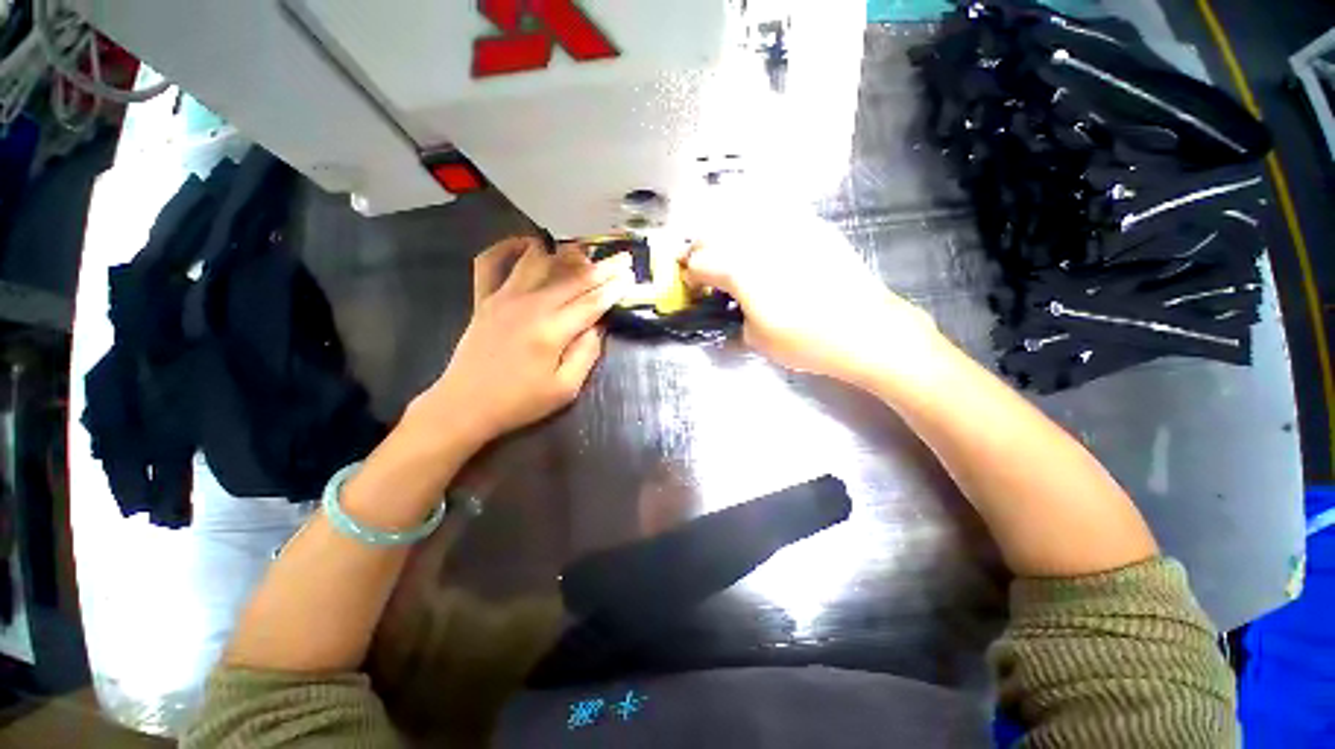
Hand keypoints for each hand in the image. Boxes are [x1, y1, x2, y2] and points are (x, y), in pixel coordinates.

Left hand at [417, 236, 633, 446]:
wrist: (466, 405)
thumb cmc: (520, 402)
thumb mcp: (565, 389)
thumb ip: (586, 354)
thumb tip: (597, 326)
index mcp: (553, 331)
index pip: (592, 301)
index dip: (614, 287)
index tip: (630, 274)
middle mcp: (530, 305)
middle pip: (572, 278)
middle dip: (602, 267)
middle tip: (622, 257)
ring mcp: (503, 298)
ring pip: (537, 261)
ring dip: (563, 253)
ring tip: (583, 250)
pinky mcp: (483, 299)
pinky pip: (490, 262)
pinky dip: (507, 247)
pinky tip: (527, 244)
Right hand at [681, 208, 941, 387]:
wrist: (866, 329)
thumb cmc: (806, 341)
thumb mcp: (756, 341)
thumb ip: (733, 320)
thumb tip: (728, 312)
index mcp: (739, 269)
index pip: (698, 262)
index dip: (691, 276)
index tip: (696, 288)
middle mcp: (758, 239)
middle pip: (713, 233)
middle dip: (702, 252)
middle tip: (709, 272)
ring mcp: (787, 227)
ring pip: (740, 218)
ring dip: (727, 237)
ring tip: (734, 257)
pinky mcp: (812, 226)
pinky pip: (773, 217)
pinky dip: (758, 229)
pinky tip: (766, 247)